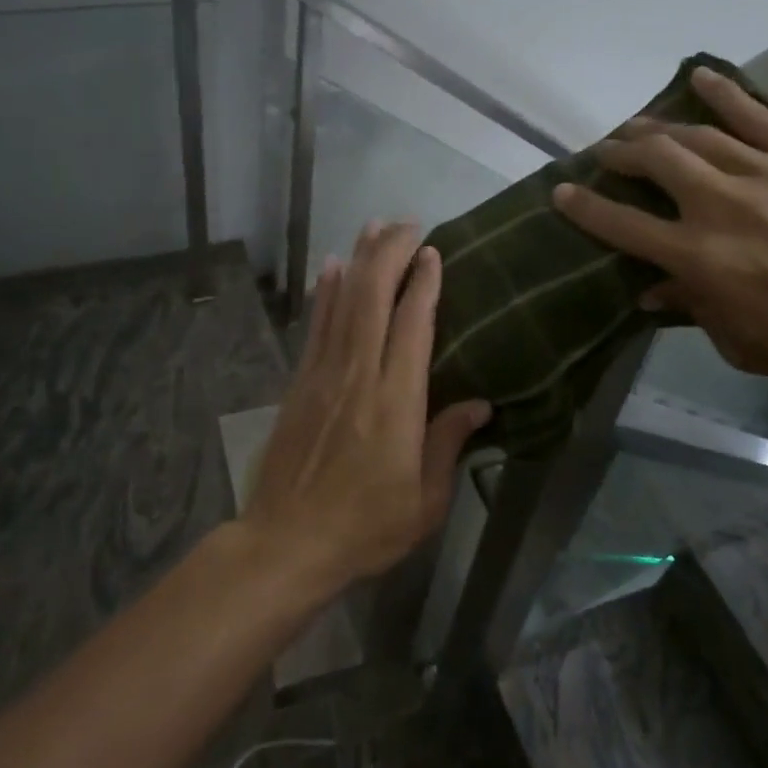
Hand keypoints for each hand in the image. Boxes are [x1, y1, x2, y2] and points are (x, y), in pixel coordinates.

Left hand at [242, 220, 492, 595]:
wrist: (286, 543)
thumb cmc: (365, 528)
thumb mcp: (424, 502)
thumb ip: (449, 444)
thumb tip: (480, 403)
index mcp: (397, 403)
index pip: (412, 326)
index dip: (424, 284)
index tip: (435, 252)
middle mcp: (359, 375)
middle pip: (373, 298)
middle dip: (391, 253)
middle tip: (409, 224)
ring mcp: (324, 374)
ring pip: (343, 301)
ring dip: (359, 259)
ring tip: (374, 226)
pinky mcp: (300, 382)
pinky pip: (316, 325)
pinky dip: (326, 291)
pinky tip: (333, 266)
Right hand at [551, 67, 767, 400]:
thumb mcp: (741, 344)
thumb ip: (691, 308)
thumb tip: (650, 290)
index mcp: (700, 259)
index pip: (623, 224)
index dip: (584, 206)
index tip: (560, 191)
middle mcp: (722, 206)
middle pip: (654, 162)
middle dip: (620, 153)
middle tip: (607, 153)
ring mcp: (767, 173)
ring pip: (696, 135)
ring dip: (658, 127)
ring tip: (638, 126)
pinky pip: (758, 115)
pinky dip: (724, 94)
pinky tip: (699, 78)